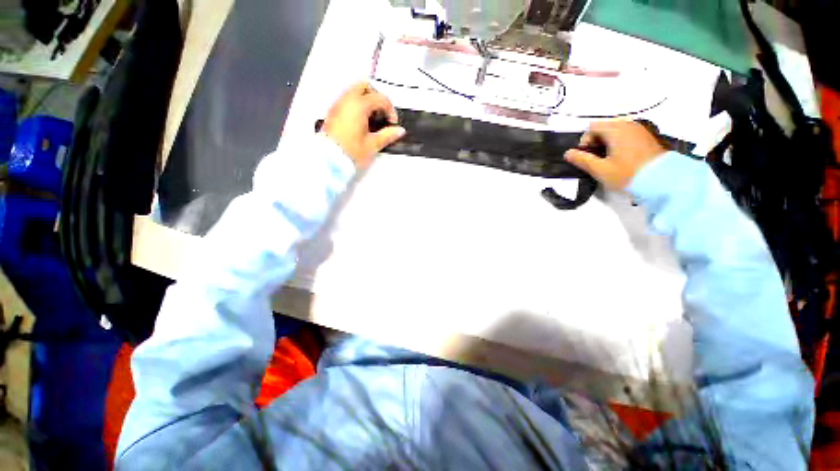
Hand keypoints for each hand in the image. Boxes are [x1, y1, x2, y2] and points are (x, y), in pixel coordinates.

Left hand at [323, 82, 405, 168]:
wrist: (328, 159)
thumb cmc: (351, 152)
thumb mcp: (372, 145)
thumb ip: (387, 135)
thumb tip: (400, 131)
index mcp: (359, 105)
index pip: (380, 98)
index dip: (390, 110)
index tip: (392, 124)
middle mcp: (347, 99)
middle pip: (365, 86)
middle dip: (377, 97)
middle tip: (382, 115)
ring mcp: (338, 103)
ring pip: (354, 90)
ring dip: (366, 100)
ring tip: (372, 119)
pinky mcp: (333, 111)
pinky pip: (347, 99)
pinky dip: (357, 104)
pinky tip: (361, 121)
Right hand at [564, 120, 666, 189]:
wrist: (662, 181)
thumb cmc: (627, 174)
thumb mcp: (600, 169)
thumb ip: (582, 160)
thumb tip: (567, 153)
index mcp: (615, 130)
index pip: (592, 128)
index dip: (584, 142)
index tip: (586, 157)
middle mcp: (628, 125)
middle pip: (603, 127)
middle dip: (595, 142)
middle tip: (596, 160)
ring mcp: (639, 130)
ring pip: (614, 131)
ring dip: (606, 143)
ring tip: (607, 160)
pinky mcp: (646, 137)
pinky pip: (626, 135)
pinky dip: (618, 143)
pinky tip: (620, 158)